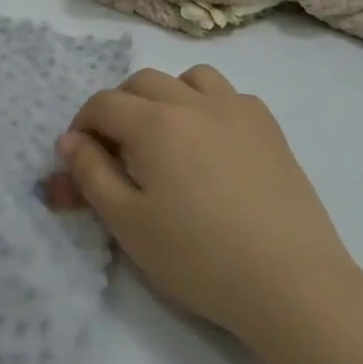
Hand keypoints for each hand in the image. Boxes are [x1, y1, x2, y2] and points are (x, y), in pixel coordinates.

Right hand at [56, 66, 357, 336]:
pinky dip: (210, 107)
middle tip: (118, 149)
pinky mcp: (270, 129)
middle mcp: (193, 102)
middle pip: (142, 82)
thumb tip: (70, 141)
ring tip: (167, 135)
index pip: (103, 103)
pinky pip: (230, 96)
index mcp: (154, 122)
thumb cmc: (199, 258)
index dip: (83, 125)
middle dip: (120, 107)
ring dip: (167, 96)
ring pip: (190, 78)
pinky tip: (214, 145)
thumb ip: (91, 175)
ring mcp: (237, 110)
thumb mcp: (128, 223)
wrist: (293, 285)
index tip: (81, 157)